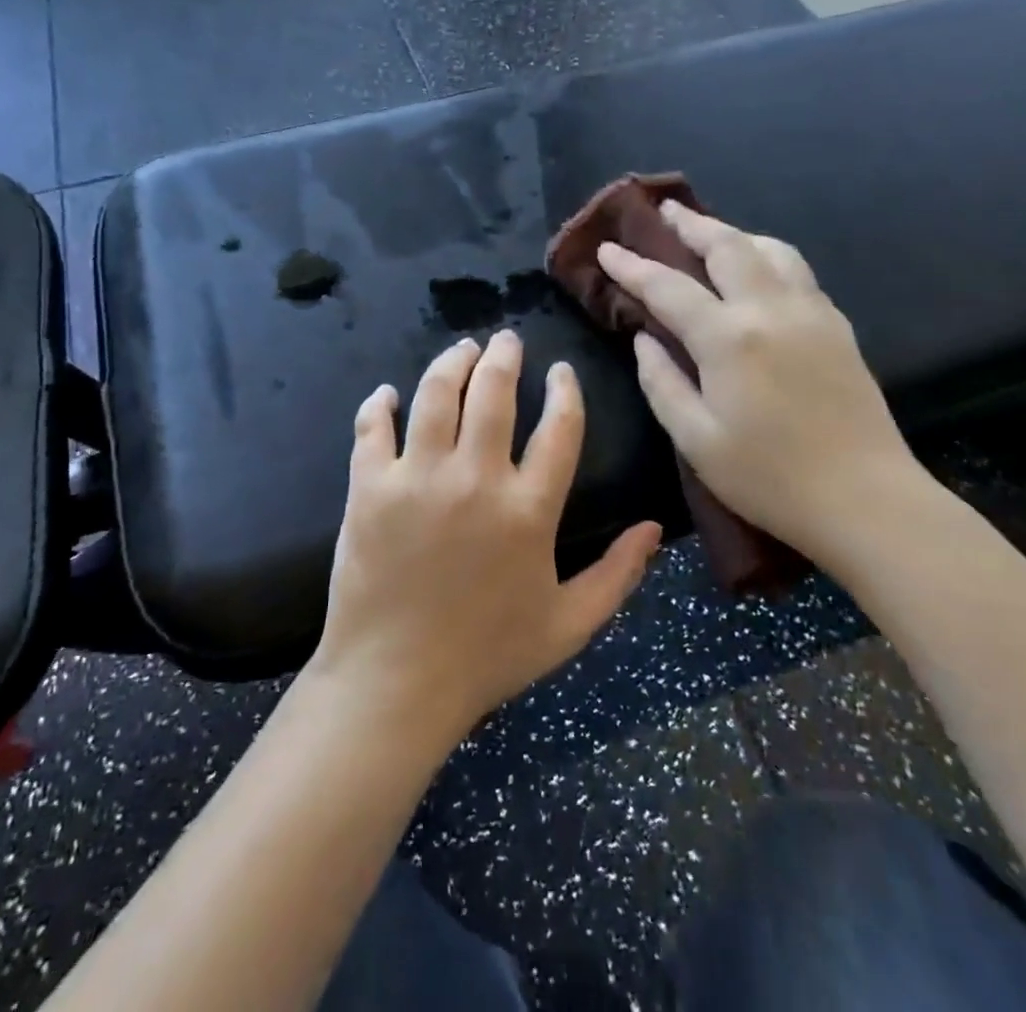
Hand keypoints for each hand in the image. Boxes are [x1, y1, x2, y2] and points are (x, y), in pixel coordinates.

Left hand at [311, 331, 662, 750]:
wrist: (395, 684)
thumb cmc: (487, 656)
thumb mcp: (569, 625)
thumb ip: (618, 575)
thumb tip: (656, 528)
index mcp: (529, 510)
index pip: (559, 428)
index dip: (564, 391)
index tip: (560, 371)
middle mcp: (476, 479)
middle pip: (493, 393)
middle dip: (503, 357)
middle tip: (505, 340)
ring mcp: (417, 478)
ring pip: (436, 395)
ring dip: (451, 363)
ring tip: (462, 349)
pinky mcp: (369, 487)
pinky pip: (372, 427)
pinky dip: (380, 403)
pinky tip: (388, 393)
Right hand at [596, 202, 928, 567]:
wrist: (866, 501)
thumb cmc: (769, 478)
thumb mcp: (696, 440)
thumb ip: (662, 383)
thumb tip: (645, 339)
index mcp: (729, 339)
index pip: (669, 287)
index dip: (632, 267)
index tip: (606, 250)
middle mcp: (770, 310)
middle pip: (727, 246)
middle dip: (690, 224)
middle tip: (663, 210)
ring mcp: (811, 313)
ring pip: (769, 249)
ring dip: (734, 233)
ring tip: (710, 233)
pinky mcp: (837, 326)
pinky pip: (796, 270)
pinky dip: (766, 254)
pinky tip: (758, 268)